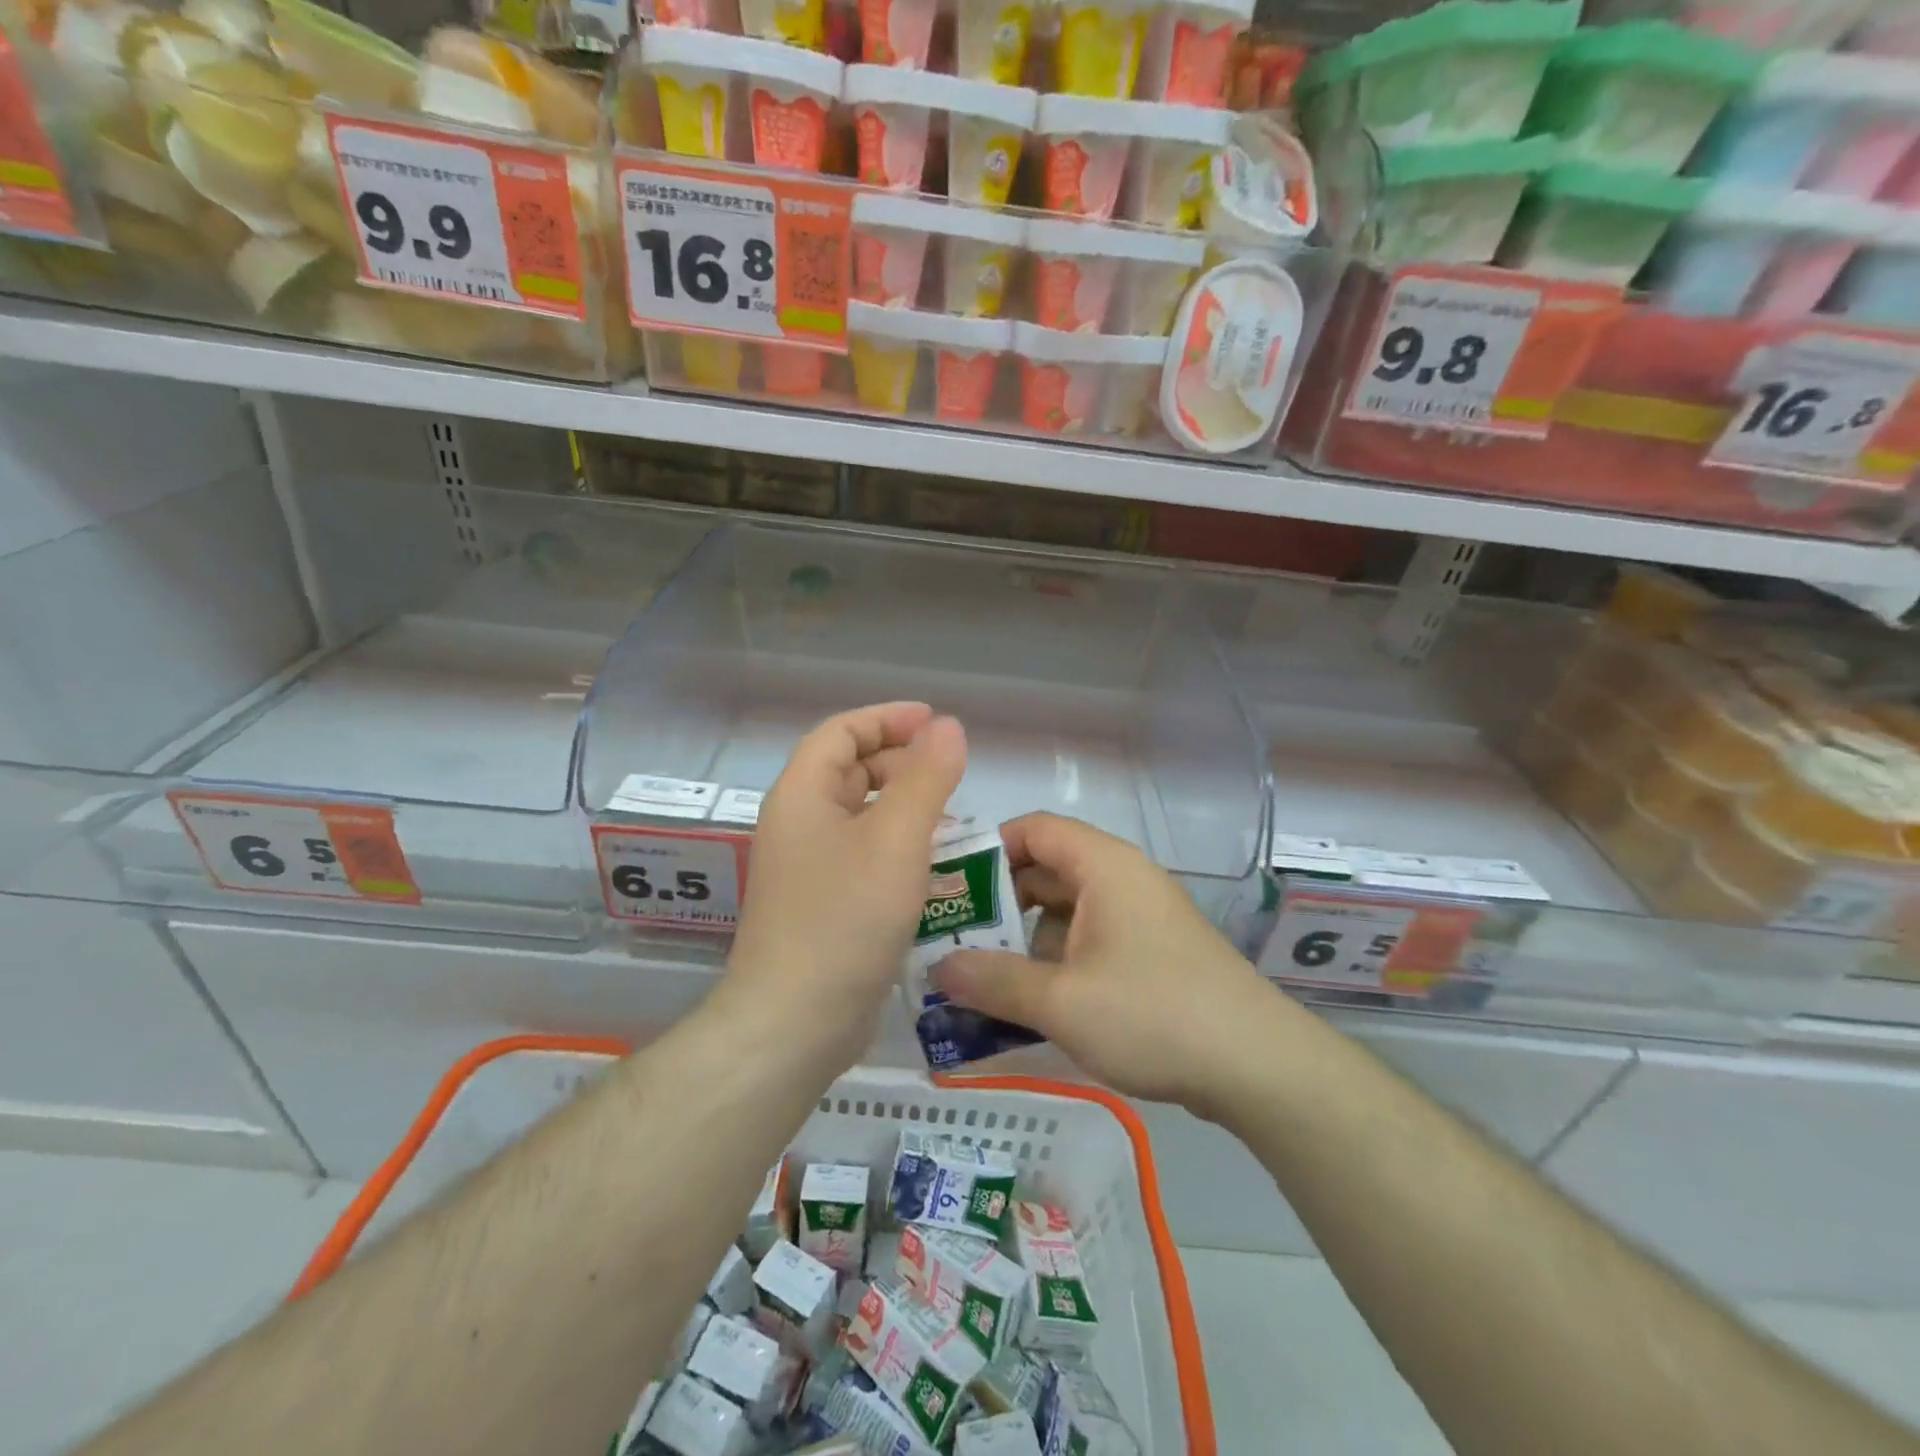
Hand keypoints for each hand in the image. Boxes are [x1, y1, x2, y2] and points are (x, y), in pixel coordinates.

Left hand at [726, 702, 966, 1061]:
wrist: (794, 1022)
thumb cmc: (845, 919)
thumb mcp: (896, 840)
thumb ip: (926, 778)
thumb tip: (949, 727)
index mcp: (802, 795)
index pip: (841, 732)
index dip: (887, 719)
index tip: (935, 721)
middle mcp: (798, 824)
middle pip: (849, 771)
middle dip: (899, 761)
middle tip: (950, 771)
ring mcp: (807, 868)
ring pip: (859, 816)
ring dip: (902, 805)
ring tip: (952, 814)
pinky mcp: (822, 905)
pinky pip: (862, 855)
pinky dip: (896, 846)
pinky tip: (932, 865)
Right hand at [933, 812, 1273, 1115]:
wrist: (1257, 1065)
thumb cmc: (1153, 1014)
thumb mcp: (1060, 1000)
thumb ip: (992, 980)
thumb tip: (936, 968)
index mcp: (1103, 866)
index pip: (1033, 828)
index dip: (986, 848)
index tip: (947, 886)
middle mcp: (1121, 879)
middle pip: (1045, 869)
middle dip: (997, 902)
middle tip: (949, 937)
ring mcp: (1139, 917)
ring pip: (1064, 910)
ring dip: (1022, 938)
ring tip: (976, 974)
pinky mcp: (1151, 953)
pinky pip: (1088, 940)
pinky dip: (1054, 960)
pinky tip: (1027, 1001)